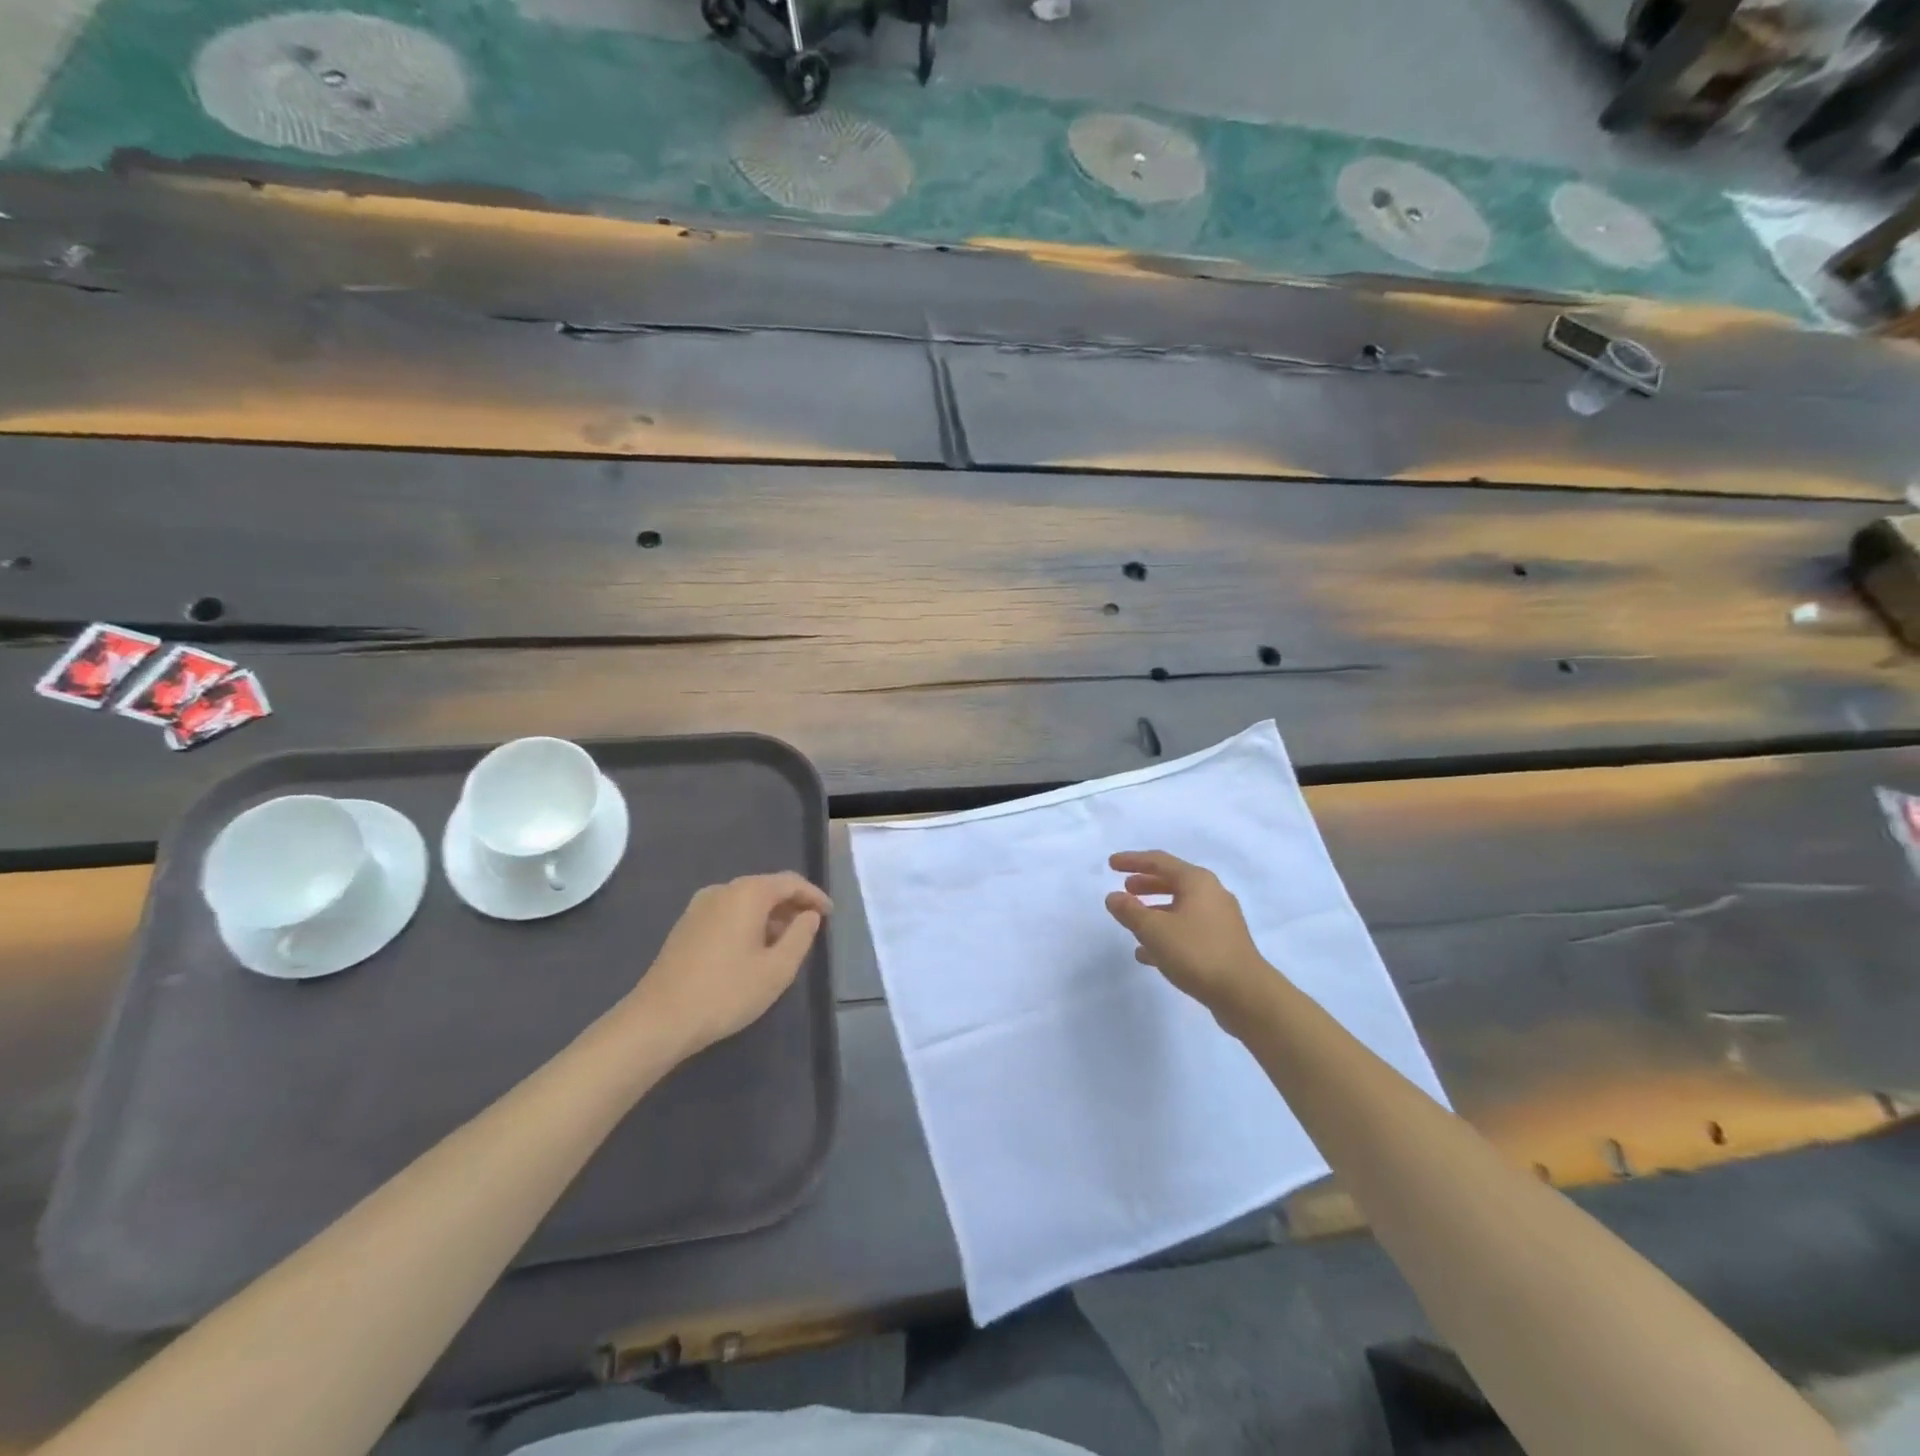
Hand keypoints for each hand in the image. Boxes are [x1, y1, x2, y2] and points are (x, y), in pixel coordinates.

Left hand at [628, 873, 831, 1055]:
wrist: (659, 1019)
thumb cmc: (726, 992)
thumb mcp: (777, 969)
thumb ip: (801, 936)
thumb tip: (809, 915)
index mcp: (747, 893)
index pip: (790, 882)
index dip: (814, 896)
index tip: (830, 914)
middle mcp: (722, 890)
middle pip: (766, 888)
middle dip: (791, 905)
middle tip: (811, 928)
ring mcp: (699, 907)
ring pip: (745, 901)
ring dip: (769, 916)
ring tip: (785, 943)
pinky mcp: (685, 926)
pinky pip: (727, 913)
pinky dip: (747, 923)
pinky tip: (753, 950)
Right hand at [1104, 851, 1277, 1033]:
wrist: (1245, 994)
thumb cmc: (1196, 952)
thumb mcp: (1154, 930)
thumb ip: (1130, 911)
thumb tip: (1113, 897)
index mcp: (1197, 881)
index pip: (1159, 861)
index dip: (1132, 860)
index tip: (1111, 864)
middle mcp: (1212, 894)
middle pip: (1173, 881)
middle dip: (1146, 884)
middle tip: (1125, 889)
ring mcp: (1220, 920)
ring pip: (1180, 907)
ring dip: (1155, 911)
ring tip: (1133, 921)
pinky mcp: (1223, 944)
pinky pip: (1188, 929)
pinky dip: (1167, 933)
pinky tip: (1148, 953)